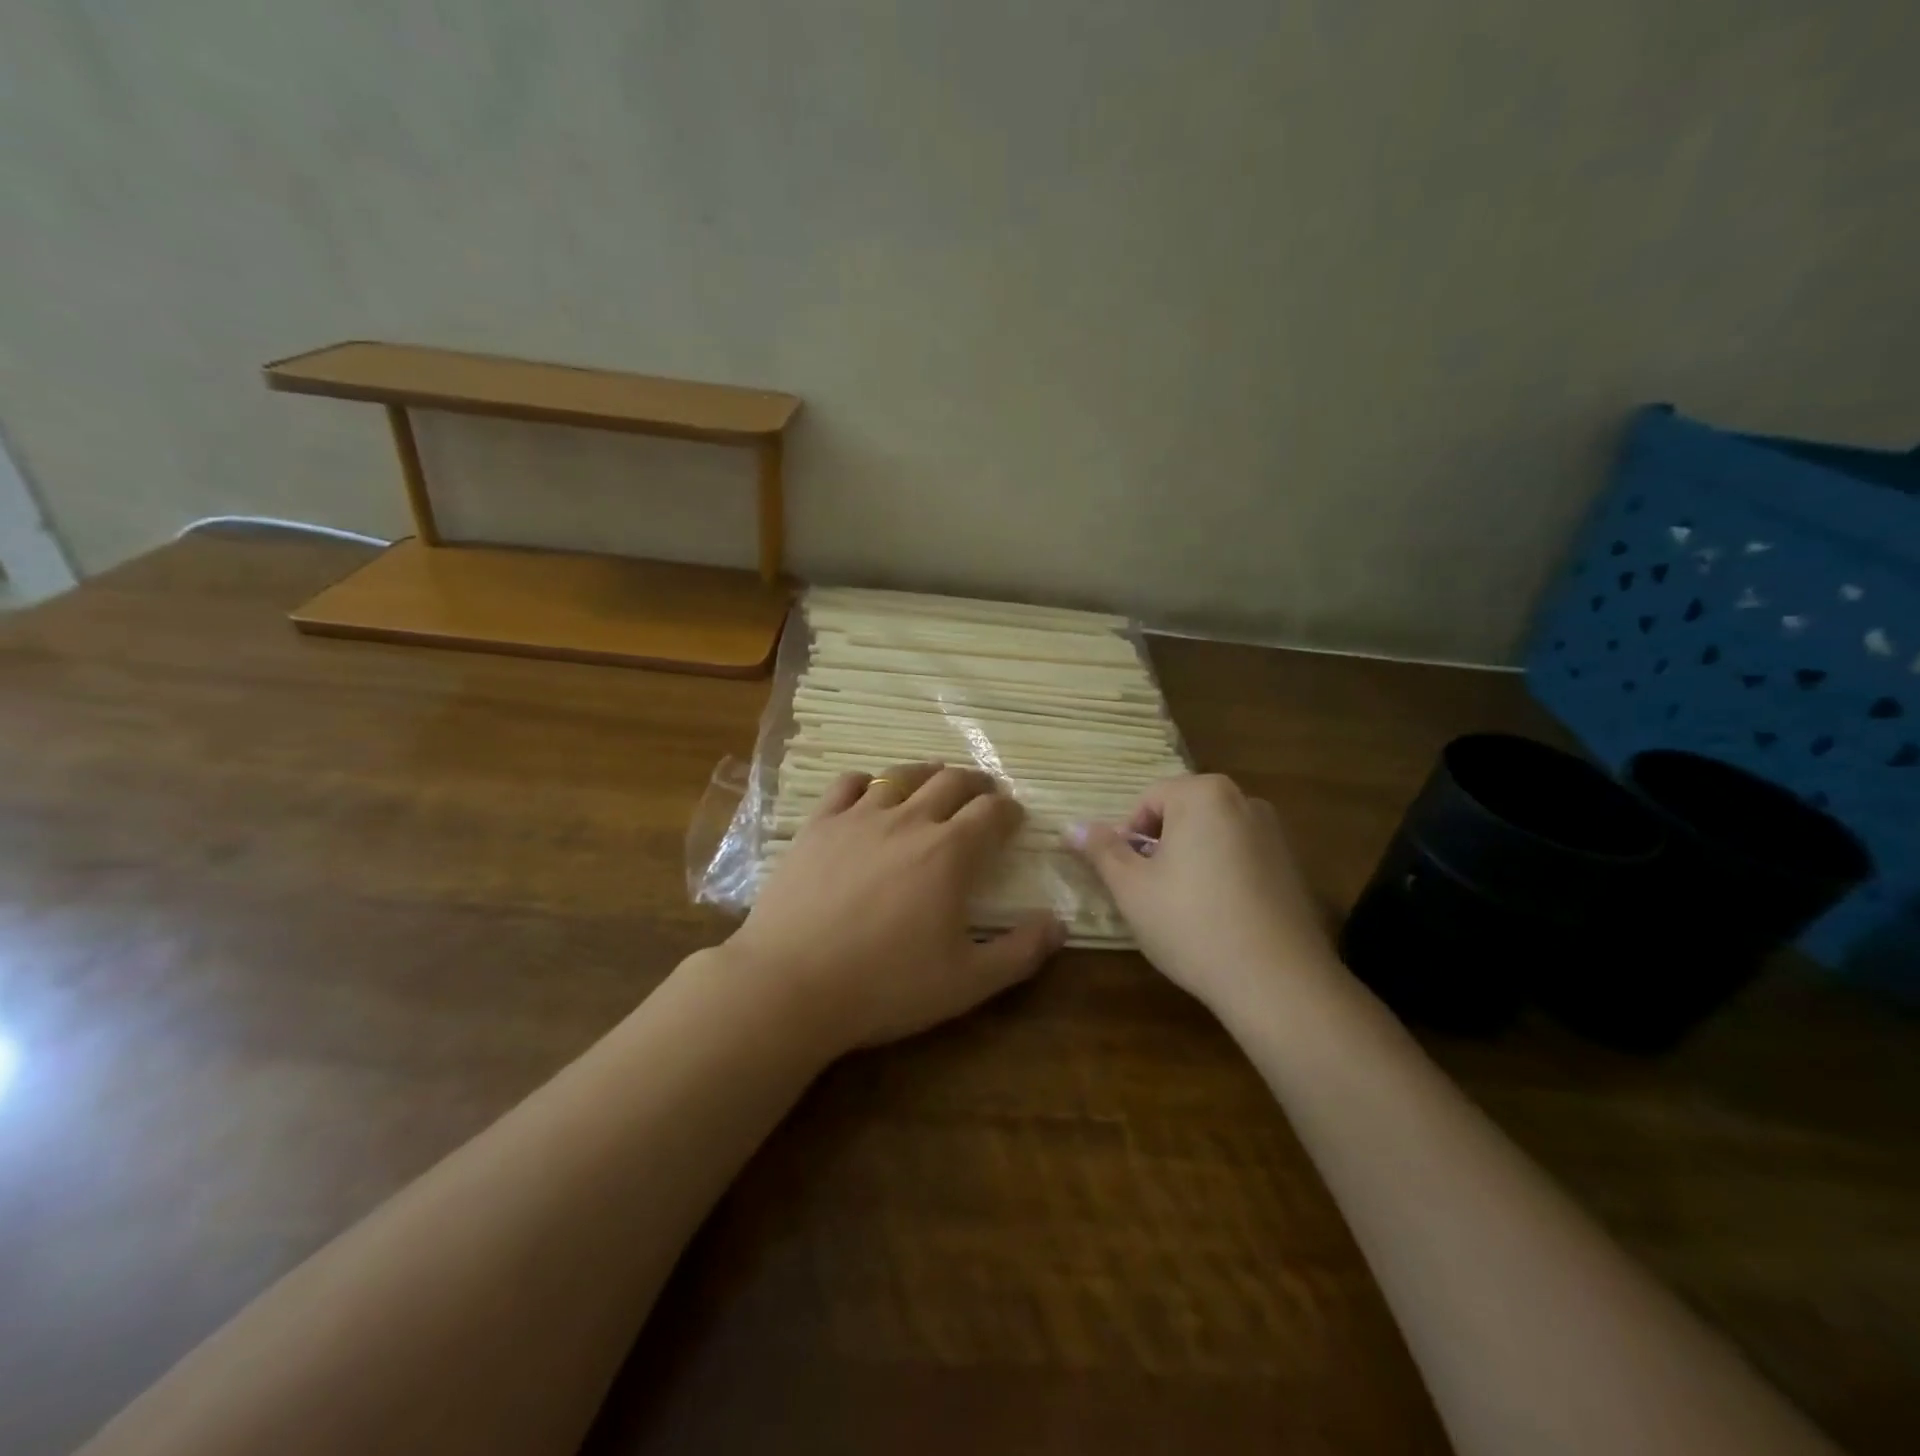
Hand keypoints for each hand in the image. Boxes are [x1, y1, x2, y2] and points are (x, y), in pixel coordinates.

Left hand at [725, 762, 1065, 1053]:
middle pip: (951, 782)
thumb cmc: (885, 986)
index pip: (991, 813)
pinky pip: (846, 784)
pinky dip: (866, 781)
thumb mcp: (966, 982)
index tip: (1014, 816)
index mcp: (950, 852)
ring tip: (936, 777)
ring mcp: (858, 818)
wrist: (791, 984)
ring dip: (927, 772)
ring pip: (901, 776)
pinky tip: (869, 790)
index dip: (1009, 810)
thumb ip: (1020, 952)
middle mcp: (908, 821)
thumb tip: (1059, 925)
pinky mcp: (817, 825)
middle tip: (983, 791)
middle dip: (975, 783)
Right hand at [1069, 774, 1340, 1013]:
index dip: (1128, 838)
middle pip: (1182, 815)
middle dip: (1160, 849)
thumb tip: (1070, 827)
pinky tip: (1218, 920)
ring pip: (1212, 838)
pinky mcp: (1292, 868)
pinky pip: (1241, 859)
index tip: (1128, 879)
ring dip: (1189, 863)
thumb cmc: (1191, 923)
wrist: (1277, 982)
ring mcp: (1275, 834)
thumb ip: (1101, 850)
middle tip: (1150, 894)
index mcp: (1204, 794)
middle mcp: (1244, 801)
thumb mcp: (1131, 887)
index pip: (1148, 800)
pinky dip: (1222, 878)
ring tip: (1183, 910)